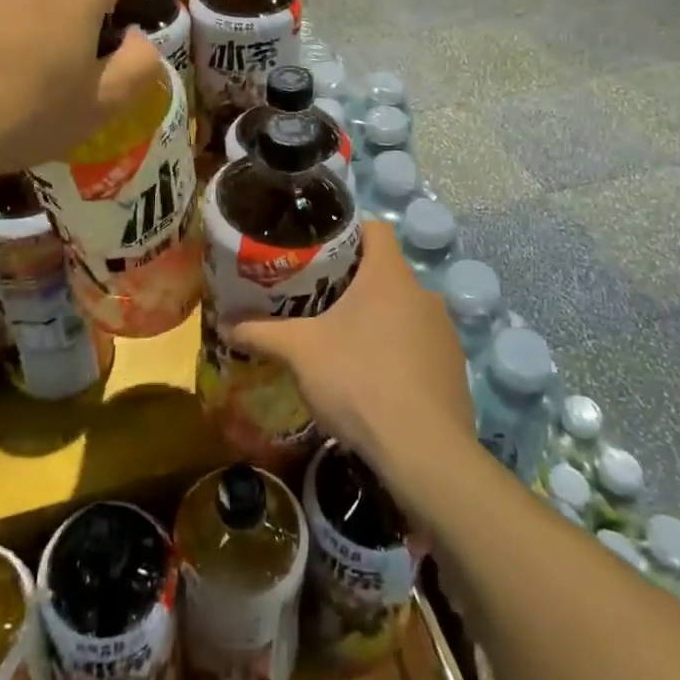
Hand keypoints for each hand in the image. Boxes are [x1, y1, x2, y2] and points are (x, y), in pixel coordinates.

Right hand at [227, 222, 474, 486]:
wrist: (423, 451)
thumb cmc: (359, 380)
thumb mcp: (300, 352)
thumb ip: (262, 333)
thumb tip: (226, 324)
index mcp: (389, 275)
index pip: (375, 228)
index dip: (347, 232)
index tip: (320, 251)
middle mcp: (424, 293)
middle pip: (386, 272)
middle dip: (354, 283)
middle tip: (319, 301)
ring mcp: (444, 332)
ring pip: (403, 310)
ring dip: (378, 320)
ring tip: (344, 343)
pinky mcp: (454, 367)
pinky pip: (420, 345)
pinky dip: (398, 352)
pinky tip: (376, 380)